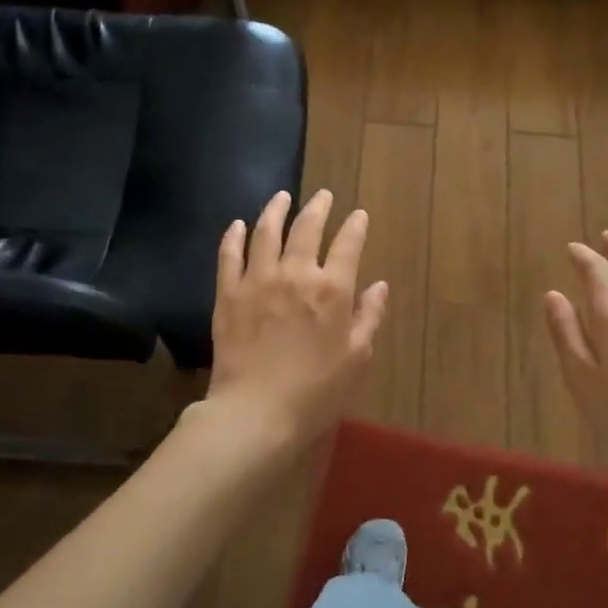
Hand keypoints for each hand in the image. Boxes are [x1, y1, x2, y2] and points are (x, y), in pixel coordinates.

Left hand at [207, 189, 388, 447]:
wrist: (256, 412)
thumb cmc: (316, 391)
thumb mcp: (356, 358)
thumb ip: (369, 317)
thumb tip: (379, 286)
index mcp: (332, 289)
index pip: (348, 244)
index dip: (355, 226)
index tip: (358, 215)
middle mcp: (295, 274)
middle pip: (306, 228)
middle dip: (318, 208)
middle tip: (323, 196)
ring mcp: (258, 280)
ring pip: (265, 232)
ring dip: (275, 210)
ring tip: (281, 197)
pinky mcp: (228, 294)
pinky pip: (229, 256)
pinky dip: (233, 237)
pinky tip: (236, 225)